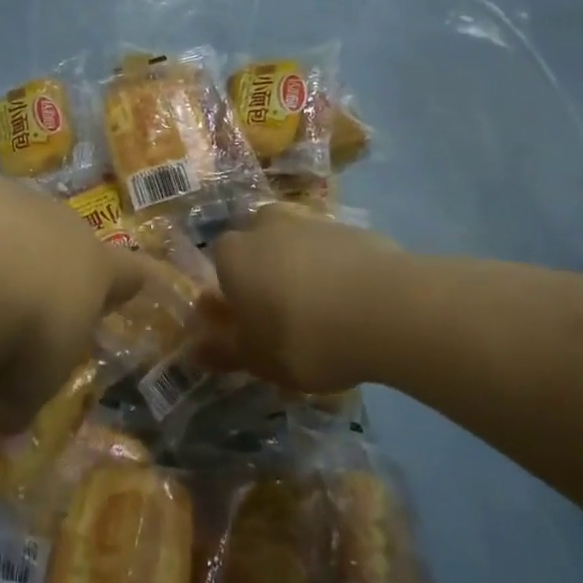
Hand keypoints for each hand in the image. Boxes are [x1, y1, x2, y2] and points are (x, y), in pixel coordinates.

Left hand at [0, 168, 149, 423]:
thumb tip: (7, 425)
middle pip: (61, 240)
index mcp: (93, 267)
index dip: (131, 282)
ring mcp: (7, 194)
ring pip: (4, 219)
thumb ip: (22, 398)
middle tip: (14, 305)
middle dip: (43, 267)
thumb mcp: (29, 386)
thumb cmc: (18, 337)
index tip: (133, 286)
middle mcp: (57, 221)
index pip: (130, 272)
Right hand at [208, 206, 404, 393]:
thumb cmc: (302, 337)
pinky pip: (336, 252)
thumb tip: (196, 350)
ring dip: (304, 271)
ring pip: (298, 246)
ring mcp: (314, 224)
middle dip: (266, 272)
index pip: (219, 263)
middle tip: (283, 313)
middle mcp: (267, 227)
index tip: (248, 321)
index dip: (232, 292)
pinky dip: (339, 272)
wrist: (386, 311)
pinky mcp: (357, 230)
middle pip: (259, 247)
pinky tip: (356, 305)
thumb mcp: (256, 359)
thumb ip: (223, 351)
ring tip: (325, 314)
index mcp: (234, 254)